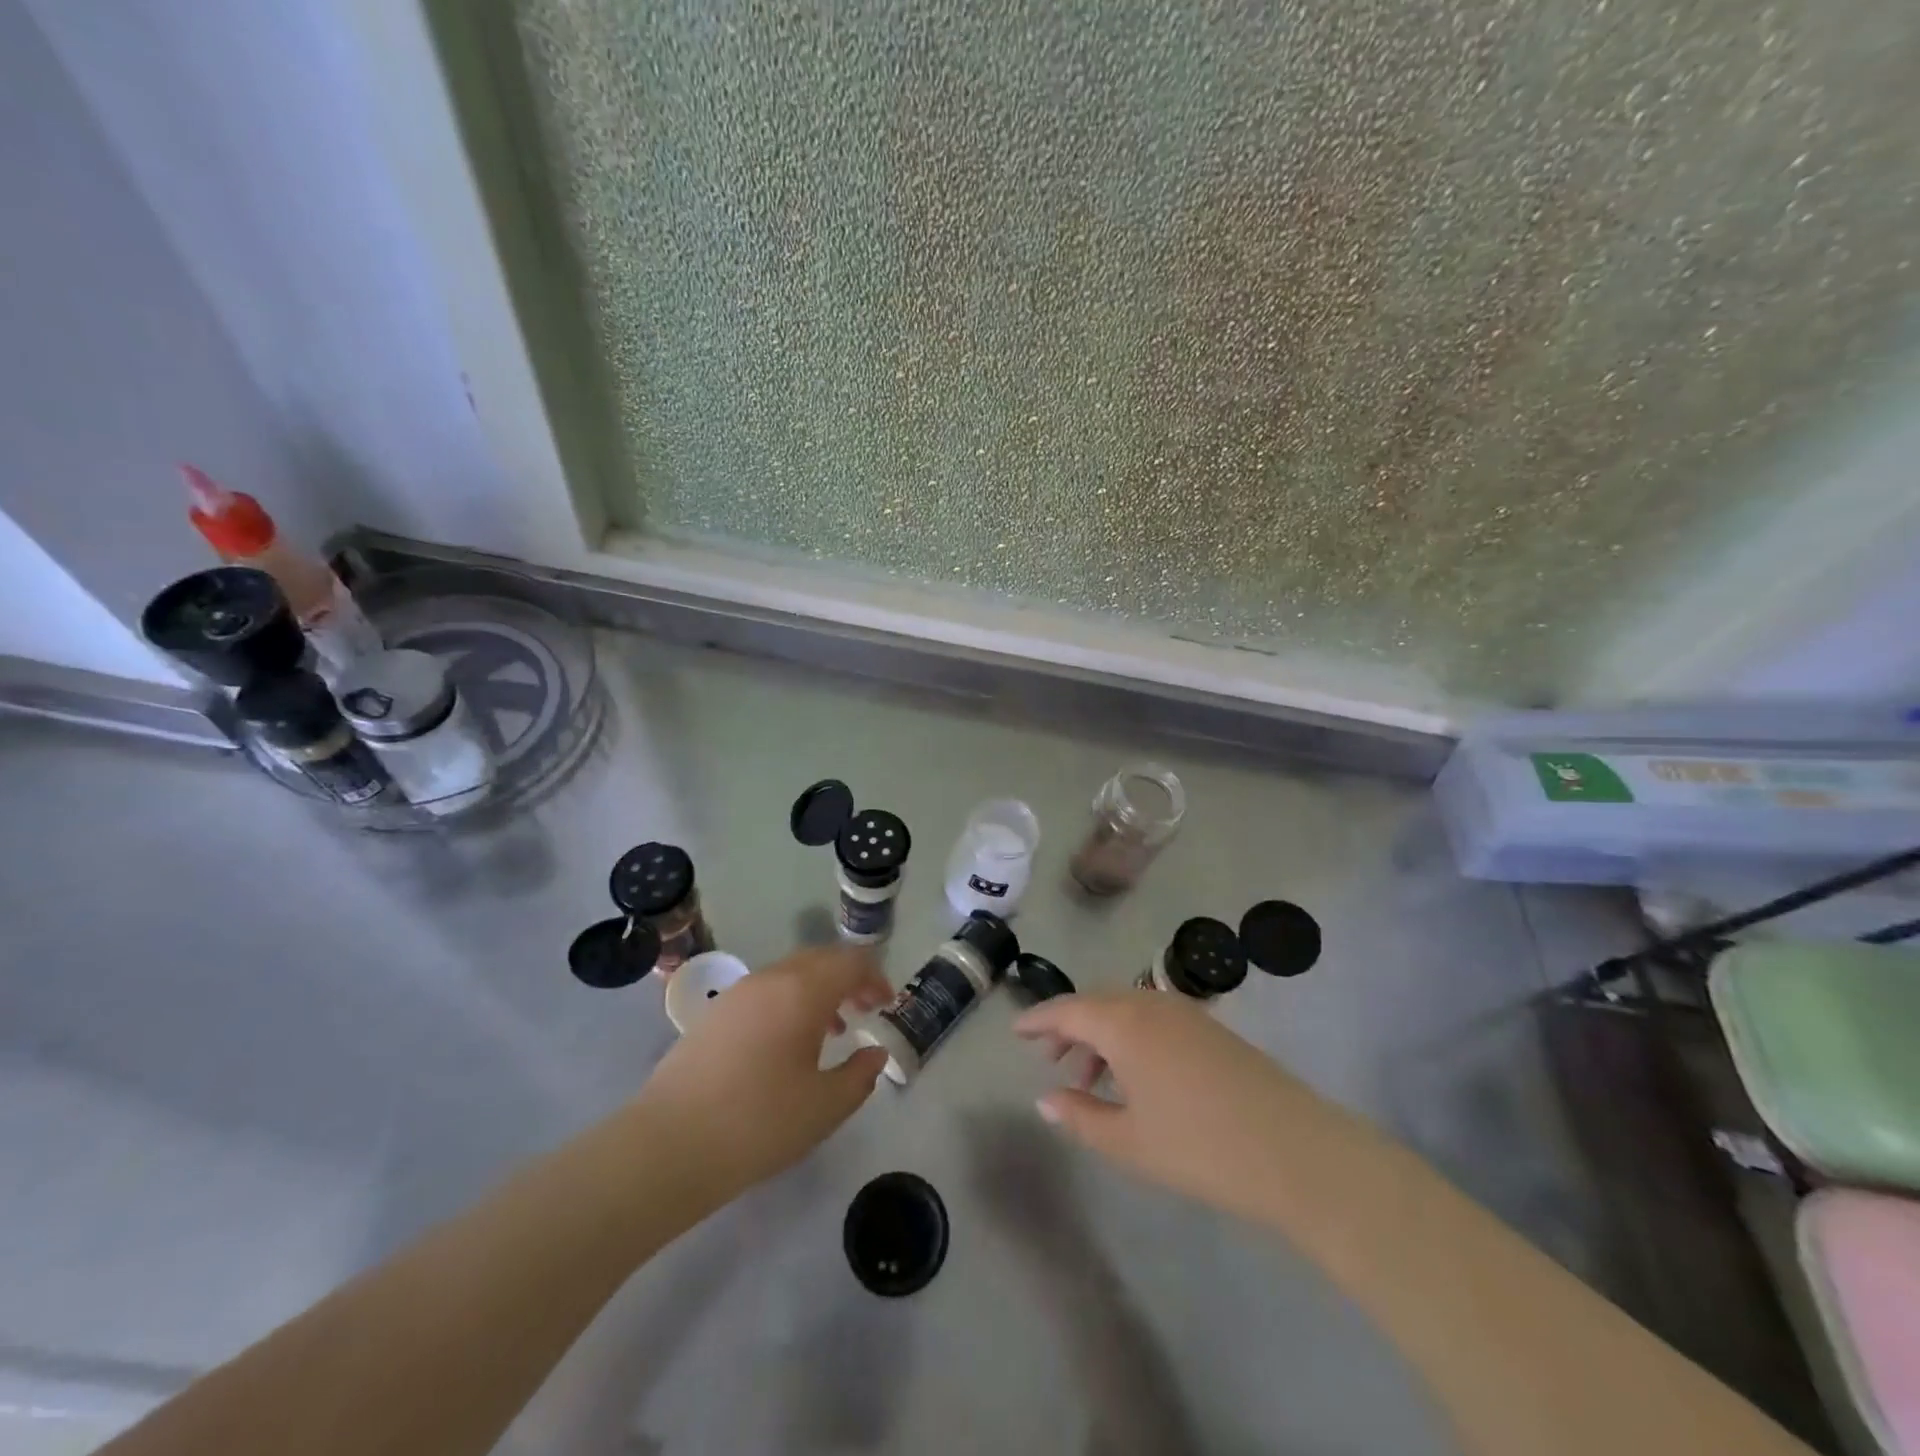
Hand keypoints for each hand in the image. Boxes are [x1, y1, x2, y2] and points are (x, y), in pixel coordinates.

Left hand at [635, 946, 892, 1208]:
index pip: (850, 962)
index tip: (887, 1005)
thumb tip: (875, 1054)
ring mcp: (738, 994)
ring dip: (818, 990)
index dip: (875, 978)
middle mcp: (771, 979)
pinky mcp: (715, 1014)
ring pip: (790, 974)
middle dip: (848, 979)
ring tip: (831, 1030)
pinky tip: (787, 1044)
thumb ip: (860, 1075)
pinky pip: (765, 991)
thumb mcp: (824, 1107)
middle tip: (865, 1010)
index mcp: (802, 991)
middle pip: (820, 960)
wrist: (668, 1146)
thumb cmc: (758, 1123)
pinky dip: (789, 1002)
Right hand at [1015, 991, 1339, 1226]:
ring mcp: (1185, 1012)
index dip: (1038, 1020)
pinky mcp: (1211, 1028)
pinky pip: (1153, 1019)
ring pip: (1126, 1010)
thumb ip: (1080, 1117)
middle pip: (1096, 1004)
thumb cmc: (1200, 1147)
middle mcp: (1151, 1003)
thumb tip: (1045, 1099)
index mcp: (1124, 1022)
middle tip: (1049, 1058)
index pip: (1067, 1009)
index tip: (1015, 1031)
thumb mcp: (1129, 1141)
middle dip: (1068, 1027)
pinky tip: (1134, 1078)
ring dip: (1101, 1035)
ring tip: (1089, 1078)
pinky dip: (1130, 1038)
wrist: (1297, 1151)